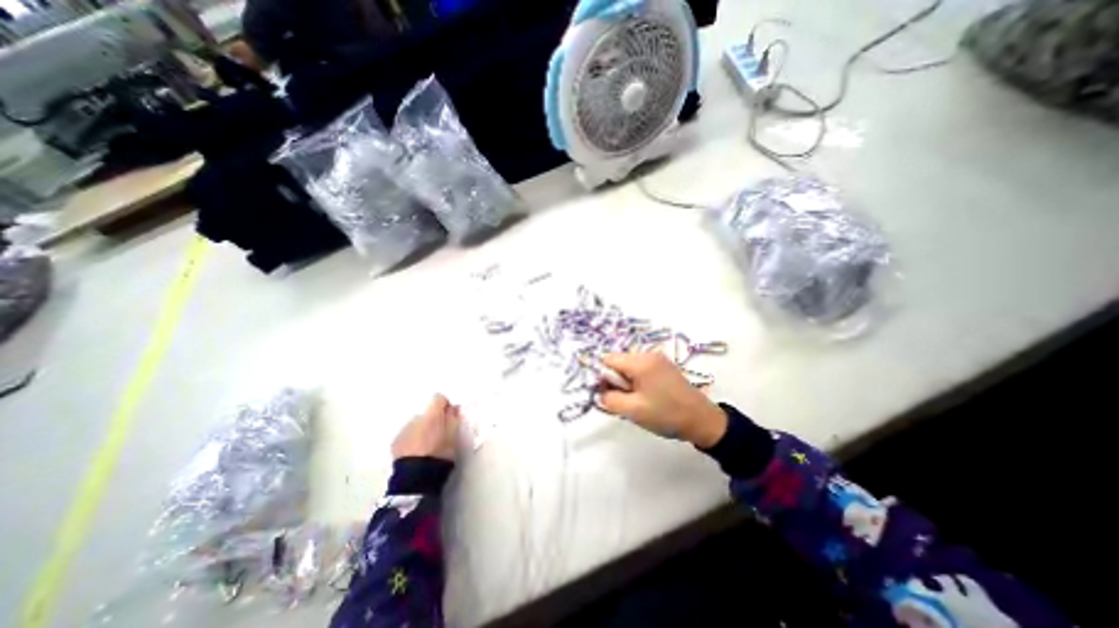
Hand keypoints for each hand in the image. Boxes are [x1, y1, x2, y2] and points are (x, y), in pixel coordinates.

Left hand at [392, 395, 464, 464]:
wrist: (416, 477)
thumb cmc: (440, 454)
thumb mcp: (454, 436)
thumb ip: (454, 418)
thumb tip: (453, 408)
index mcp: (432, 414)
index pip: (438, 398)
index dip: (445, 406)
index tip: (450, 416)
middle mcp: (415, 417)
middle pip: (427, 413)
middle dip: (433, 420)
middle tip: (439, 435)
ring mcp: (403, 430)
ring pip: (416, 424)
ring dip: (422, 430)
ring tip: (427, 446)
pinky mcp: (395, 442)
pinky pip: (407, 435)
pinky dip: (412, 439)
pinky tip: (417, 452)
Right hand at [599, 354, 731, 445]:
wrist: (703, 421)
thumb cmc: (667, 415)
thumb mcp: (633, 410)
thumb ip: (609, 398)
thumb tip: (600, 390)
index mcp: (640, 362)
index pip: (608, 359)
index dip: (603, 376)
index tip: (610, 394)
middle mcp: (648, 354)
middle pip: (619, 362)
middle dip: (617, 381)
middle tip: (628, 401)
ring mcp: (658, 359)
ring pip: (629, 367)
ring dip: (627, 383)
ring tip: (639, 401)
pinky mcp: (664, 366)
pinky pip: (641, 369)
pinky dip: (638, 382)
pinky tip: (648, 397)